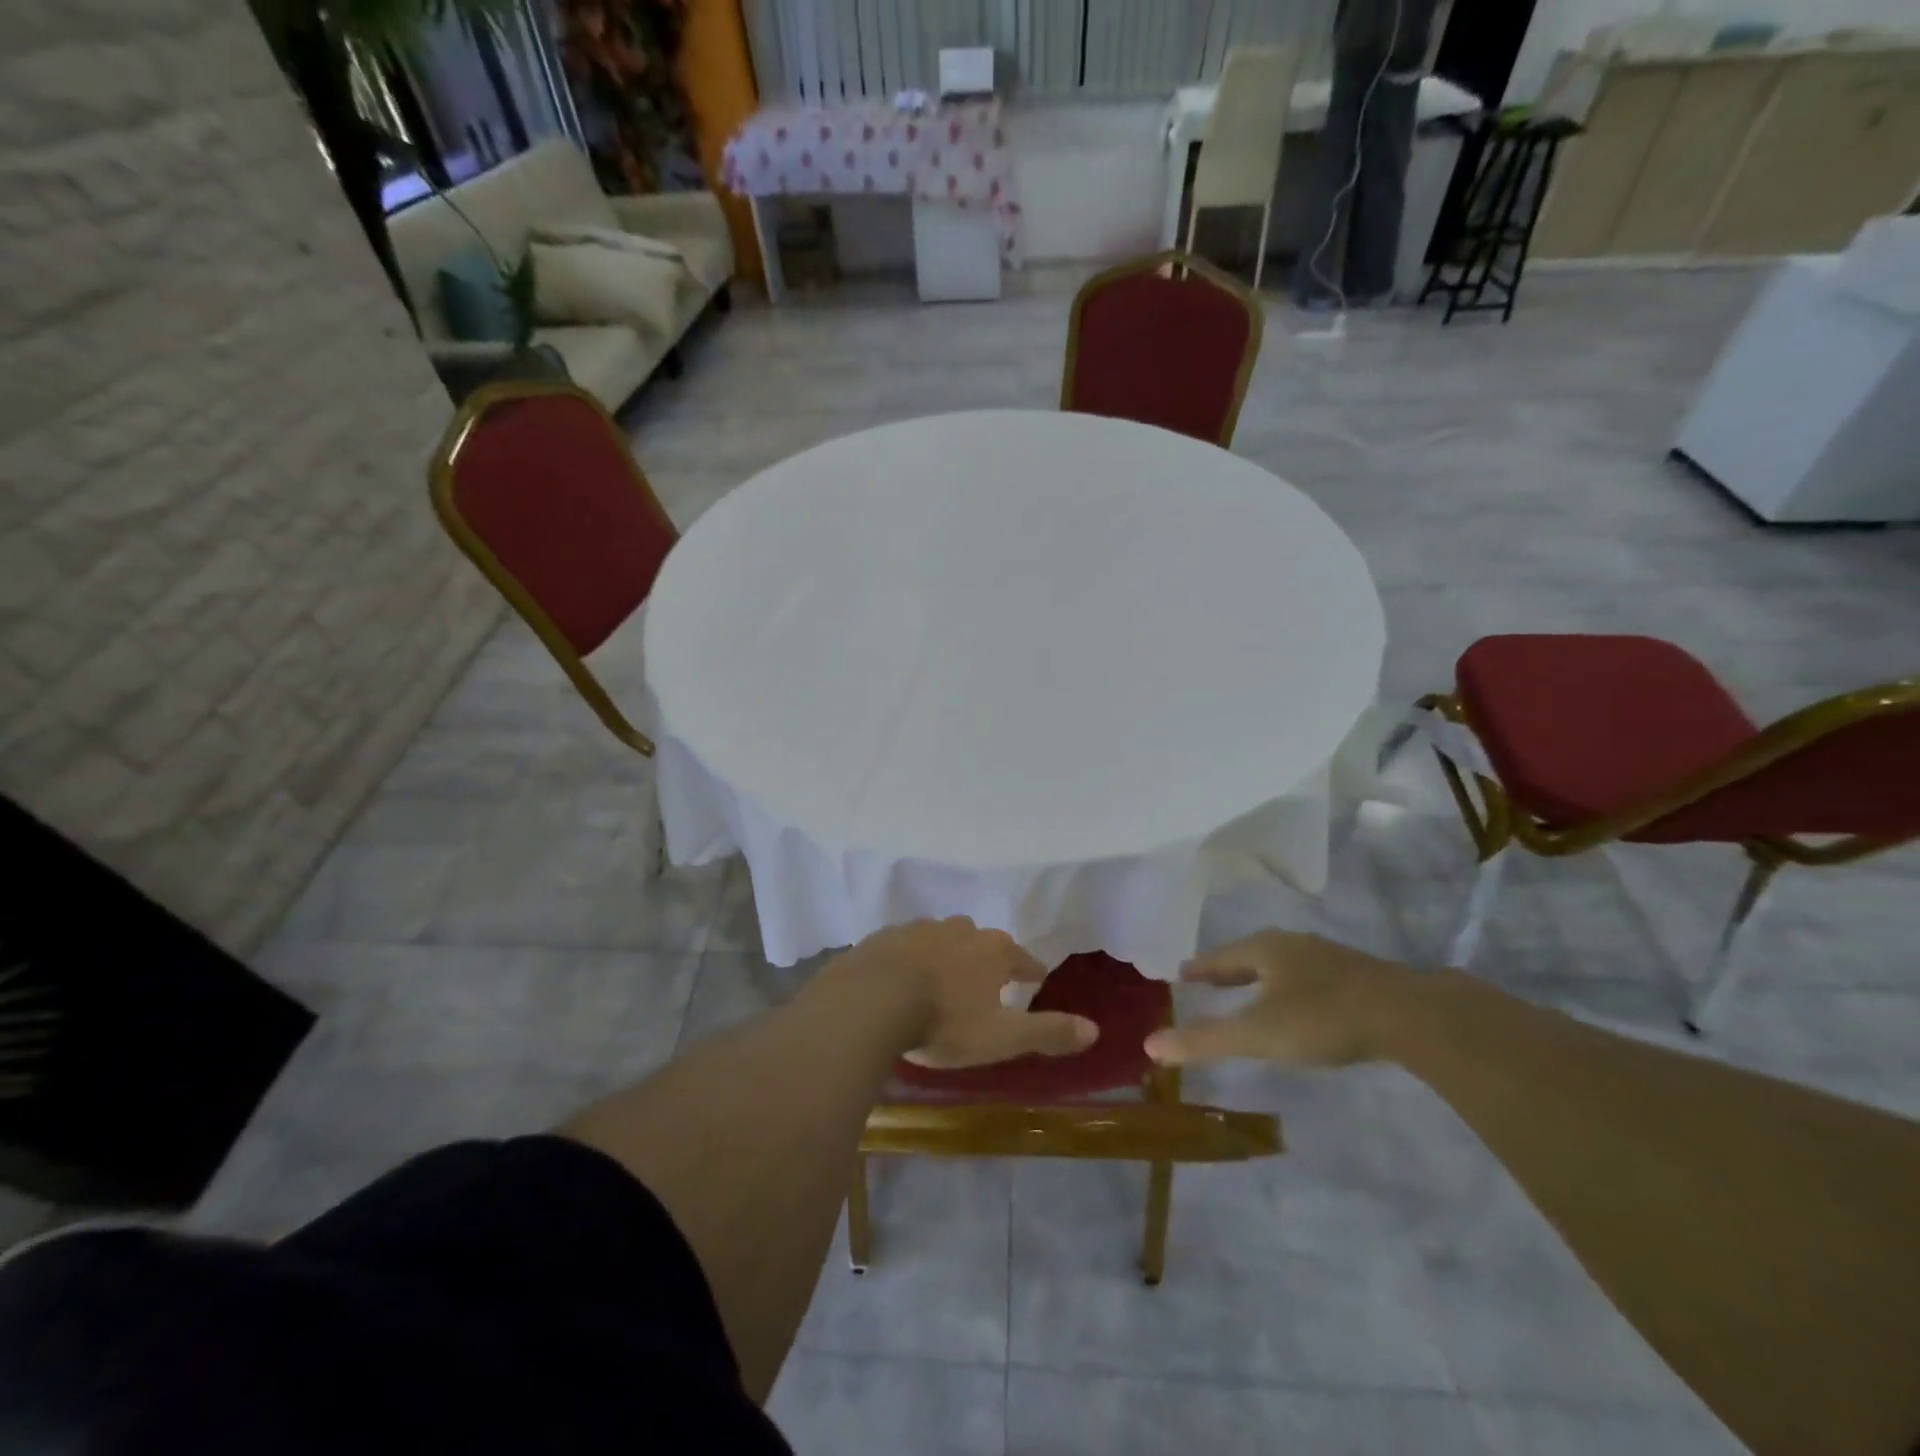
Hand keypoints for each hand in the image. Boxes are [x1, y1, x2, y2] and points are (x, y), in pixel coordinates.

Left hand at [838, 919, 1097, 1068]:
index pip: (1022, 958)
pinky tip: (905, 975)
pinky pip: (906, 945)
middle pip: (982, 941)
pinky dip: (912, 958)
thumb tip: (1095, 1030)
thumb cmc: (945, 1020)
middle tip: (988, 979)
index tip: (1036, 978)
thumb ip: (1047, 1031)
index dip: (1031, 970)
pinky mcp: (885, 937)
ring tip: (946, 977)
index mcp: (992, 951)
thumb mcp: (1002, 1036)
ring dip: (949, 954)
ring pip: (943, 937)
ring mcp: (919, 929)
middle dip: (988, 958)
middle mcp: (959, 930)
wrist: (871, 999)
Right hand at [1143, 931, 1411, 1067]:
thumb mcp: (1257, 1033)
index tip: (1182, 974)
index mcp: (1264, 948)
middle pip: (1250, 954)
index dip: (1199, 968)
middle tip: (1209, 981)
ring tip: (1251, 989)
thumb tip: (1149, 1044)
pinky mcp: (1358, 974)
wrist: (1409, 1014)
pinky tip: (1301, 1002)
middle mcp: (1293, 943)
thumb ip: (1205, 1040)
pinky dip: (1292, 985)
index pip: (1219, 956)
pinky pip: (1309, 975)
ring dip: (1262, 975)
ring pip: (1282, 962)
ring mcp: (1329, 956)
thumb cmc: (1322, 1018)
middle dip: (1229, 968)